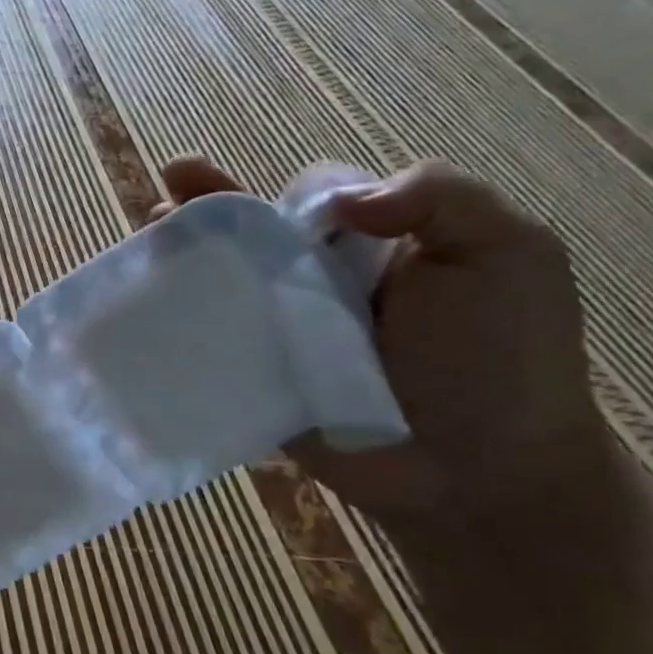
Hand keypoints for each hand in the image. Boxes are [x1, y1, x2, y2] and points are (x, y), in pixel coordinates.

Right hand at [152, 156, 609, 524]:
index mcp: (379, 242)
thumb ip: (441, 197)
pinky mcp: (252, 365)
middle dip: (208, 198)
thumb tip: (342, 203)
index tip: (298, 215)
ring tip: (148, 228)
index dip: (294, 193)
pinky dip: (171, 307)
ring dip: (180, 245)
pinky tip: (144, 292)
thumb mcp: (509, 255)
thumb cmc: (499, 360)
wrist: (472, 472)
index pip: (318, 194)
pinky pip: (207, 329)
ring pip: (221, 272)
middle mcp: (321, 276)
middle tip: (175, 181)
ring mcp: (281, 323)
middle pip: (254, 226)